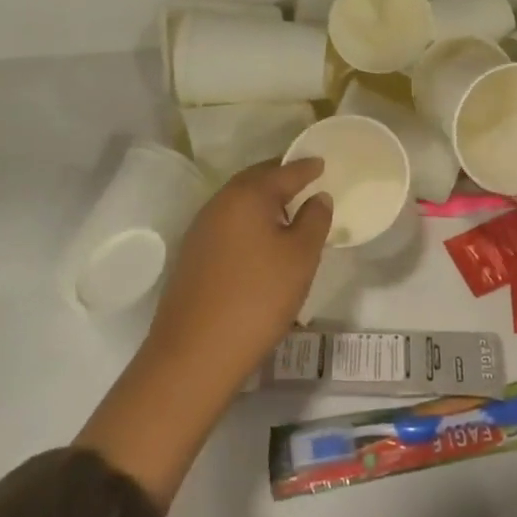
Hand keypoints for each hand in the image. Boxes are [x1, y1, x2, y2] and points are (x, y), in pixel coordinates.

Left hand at [74, 159, 329, 508]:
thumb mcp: (301, 257)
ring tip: (288, 211)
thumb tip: (317, 196)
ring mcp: (201, 229)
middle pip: (257, 180)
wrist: (194, 354)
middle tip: (306, 181)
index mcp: (248, 195)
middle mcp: (220, 203)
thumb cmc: (258, 297)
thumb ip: (314, 220)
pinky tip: (261, 241)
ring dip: (264, 201)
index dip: (307, 166)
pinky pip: (228, 223)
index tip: (323, 162)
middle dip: (281, 178)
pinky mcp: (193, 255)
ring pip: (239, 202)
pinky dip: (249, 222)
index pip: (284, 171)